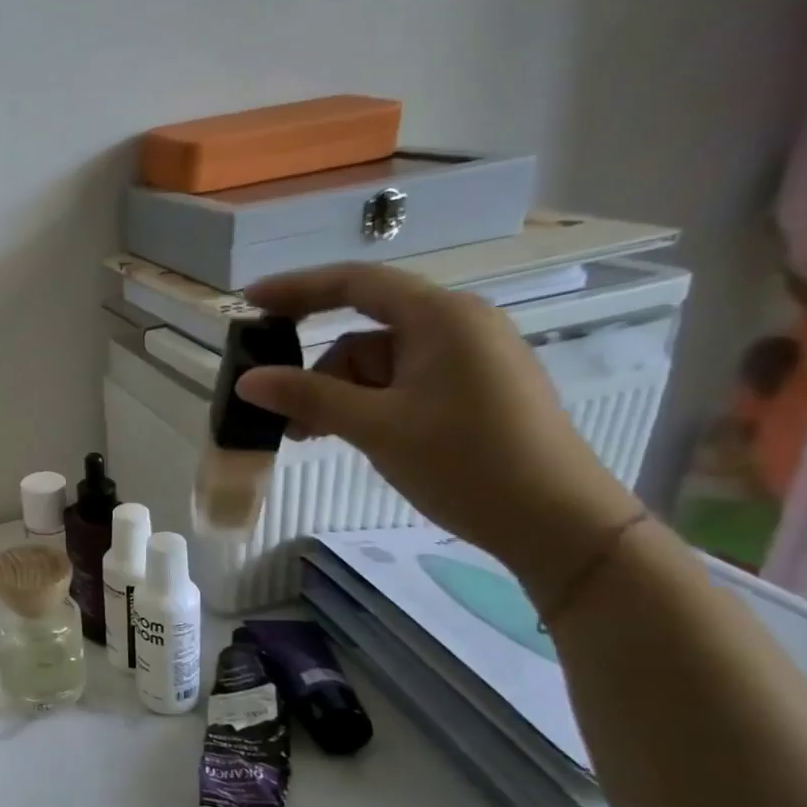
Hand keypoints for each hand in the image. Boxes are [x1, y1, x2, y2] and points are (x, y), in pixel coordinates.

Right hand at [234, 263, 643, 592]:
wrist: (559, 523)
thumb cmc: (466, 463)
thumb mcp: (375, 427)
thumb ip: (307, 396)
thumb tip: (247, 380)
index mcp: (441, 317)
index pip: (355, 283)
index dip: (297, 288)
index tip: (249, 302)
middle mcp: (458, 325)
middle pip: (363, 331)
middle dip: (316, 369)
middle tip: (276, 405)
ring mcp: (468, 358)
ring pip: (377, 364)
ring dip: (338, 395)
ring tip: (311, 437)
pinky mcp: (472, 389)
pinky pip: (400, 383)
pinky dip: (366, 404)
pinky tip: (346, 434)